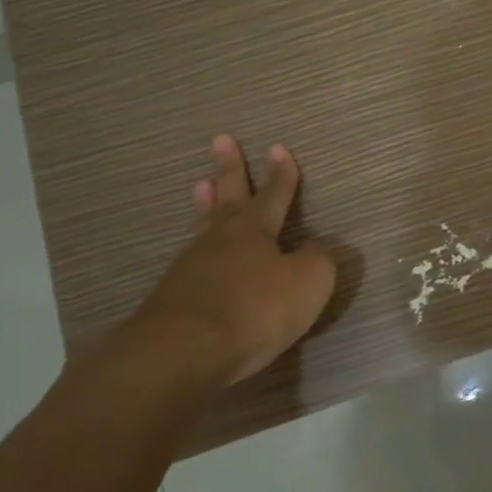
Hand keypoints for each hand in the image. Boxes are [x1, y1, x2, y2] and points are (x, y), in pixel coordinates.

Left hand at [116, 134, 336, 391]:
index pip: (274, 195)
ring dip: (205, 203)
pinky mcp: (173, 298)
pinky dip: (197, 250)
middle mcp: (221, 241)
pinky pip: (191, 262)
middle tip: (221, 140)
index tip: (278, 147)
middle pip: (228, 197)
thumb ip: (318, 260)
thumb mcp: (308, 282)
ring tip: (200, 184)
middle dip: (229, 169)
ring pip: (203, 226)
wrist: (183, 352)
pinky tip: (196, 256)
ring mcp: (191, 267)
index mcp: (255, 232)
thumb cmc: (254, 310)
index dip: (281, 174)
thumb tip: (317, 247)